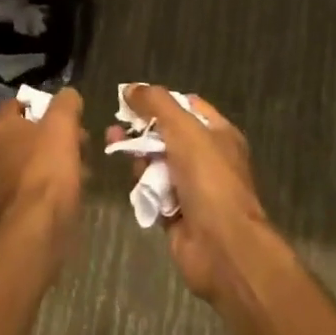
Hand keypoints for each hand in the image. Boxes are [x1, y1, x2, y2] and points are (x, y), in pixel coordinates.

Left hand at [0, 86, 85, 260]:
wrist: (33, 234)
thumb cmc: (47, 172)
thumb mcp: (63, 127)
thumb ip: (66, 104)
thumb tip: (68, 95)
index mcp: (2, 130)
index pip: (15, 105)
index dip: (38, 104)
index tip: (62, 113)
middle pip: (24, 136)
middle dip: (51, 137)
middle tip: (79, 144)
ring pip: (27, 165)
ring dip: (51, 164)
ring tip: (79, 173)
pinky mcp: (4, 213)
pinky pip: (28, 192)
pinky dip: (45, 190)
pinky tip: (65, 198)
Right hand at [114, 85, 270, 303]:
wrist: (221, 246)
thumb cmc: (208, 178)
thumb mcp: (183, 128)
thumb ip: (156, 103)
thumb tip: (130, 88)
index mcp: (218, 134)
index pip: (187, 106)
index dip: (161, 100)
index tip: (132, 98)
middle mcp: (207, 158)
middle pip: (168, 134)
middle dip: (142, 129)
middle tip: (115, 126)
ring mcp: (192, 188)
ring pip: (157, 163)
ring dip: (137, 155)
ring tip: (114, 147)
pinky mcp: (177, 213)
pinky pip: (154, 191)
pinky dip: (142, 185)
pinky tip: (130, 179)